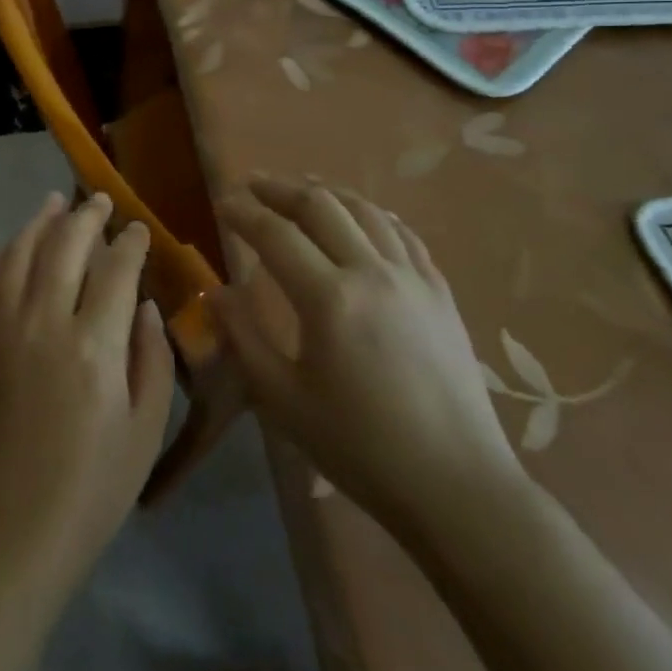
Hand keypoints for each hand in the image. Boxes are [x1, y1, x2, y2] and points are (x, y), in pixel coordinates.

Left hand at [0, 192, 175, 598]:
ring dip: (39, 221)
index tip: (139, 228)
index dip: (131, 243)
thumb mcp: (143, 434)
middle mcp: (44, 321)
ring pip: (20, 252)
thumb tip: (144, 305)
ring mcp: (0, 328)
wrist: (4, 535)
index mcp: (94, 346)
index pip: (116, 270)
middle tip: (100, 200)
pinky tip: (9, 247)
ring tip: (54, 202)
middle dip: (87, 216)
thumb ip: (151, 360)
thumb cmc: (88, 493)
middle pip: (65, 245)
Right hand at [210, 176, 524, 538]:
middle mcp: (372, 273)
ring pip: (364, 210)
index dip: (243, 212)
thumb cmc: (361, 448)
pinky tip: (361, 217)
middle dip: (279, 188)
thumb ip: (244, 338)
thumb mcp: (284, 400)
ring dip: (325, 192)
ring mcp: (413, 278)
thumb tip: (214, 292)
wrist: (457, 486)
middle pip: (320, 206)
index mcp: (329, 299)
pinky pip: (402, 234)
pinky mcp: (440, 292)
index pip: (275, 234)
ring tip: (299, 189)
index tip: (221, 203)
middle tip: (251, 184)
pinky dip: (372, 214)